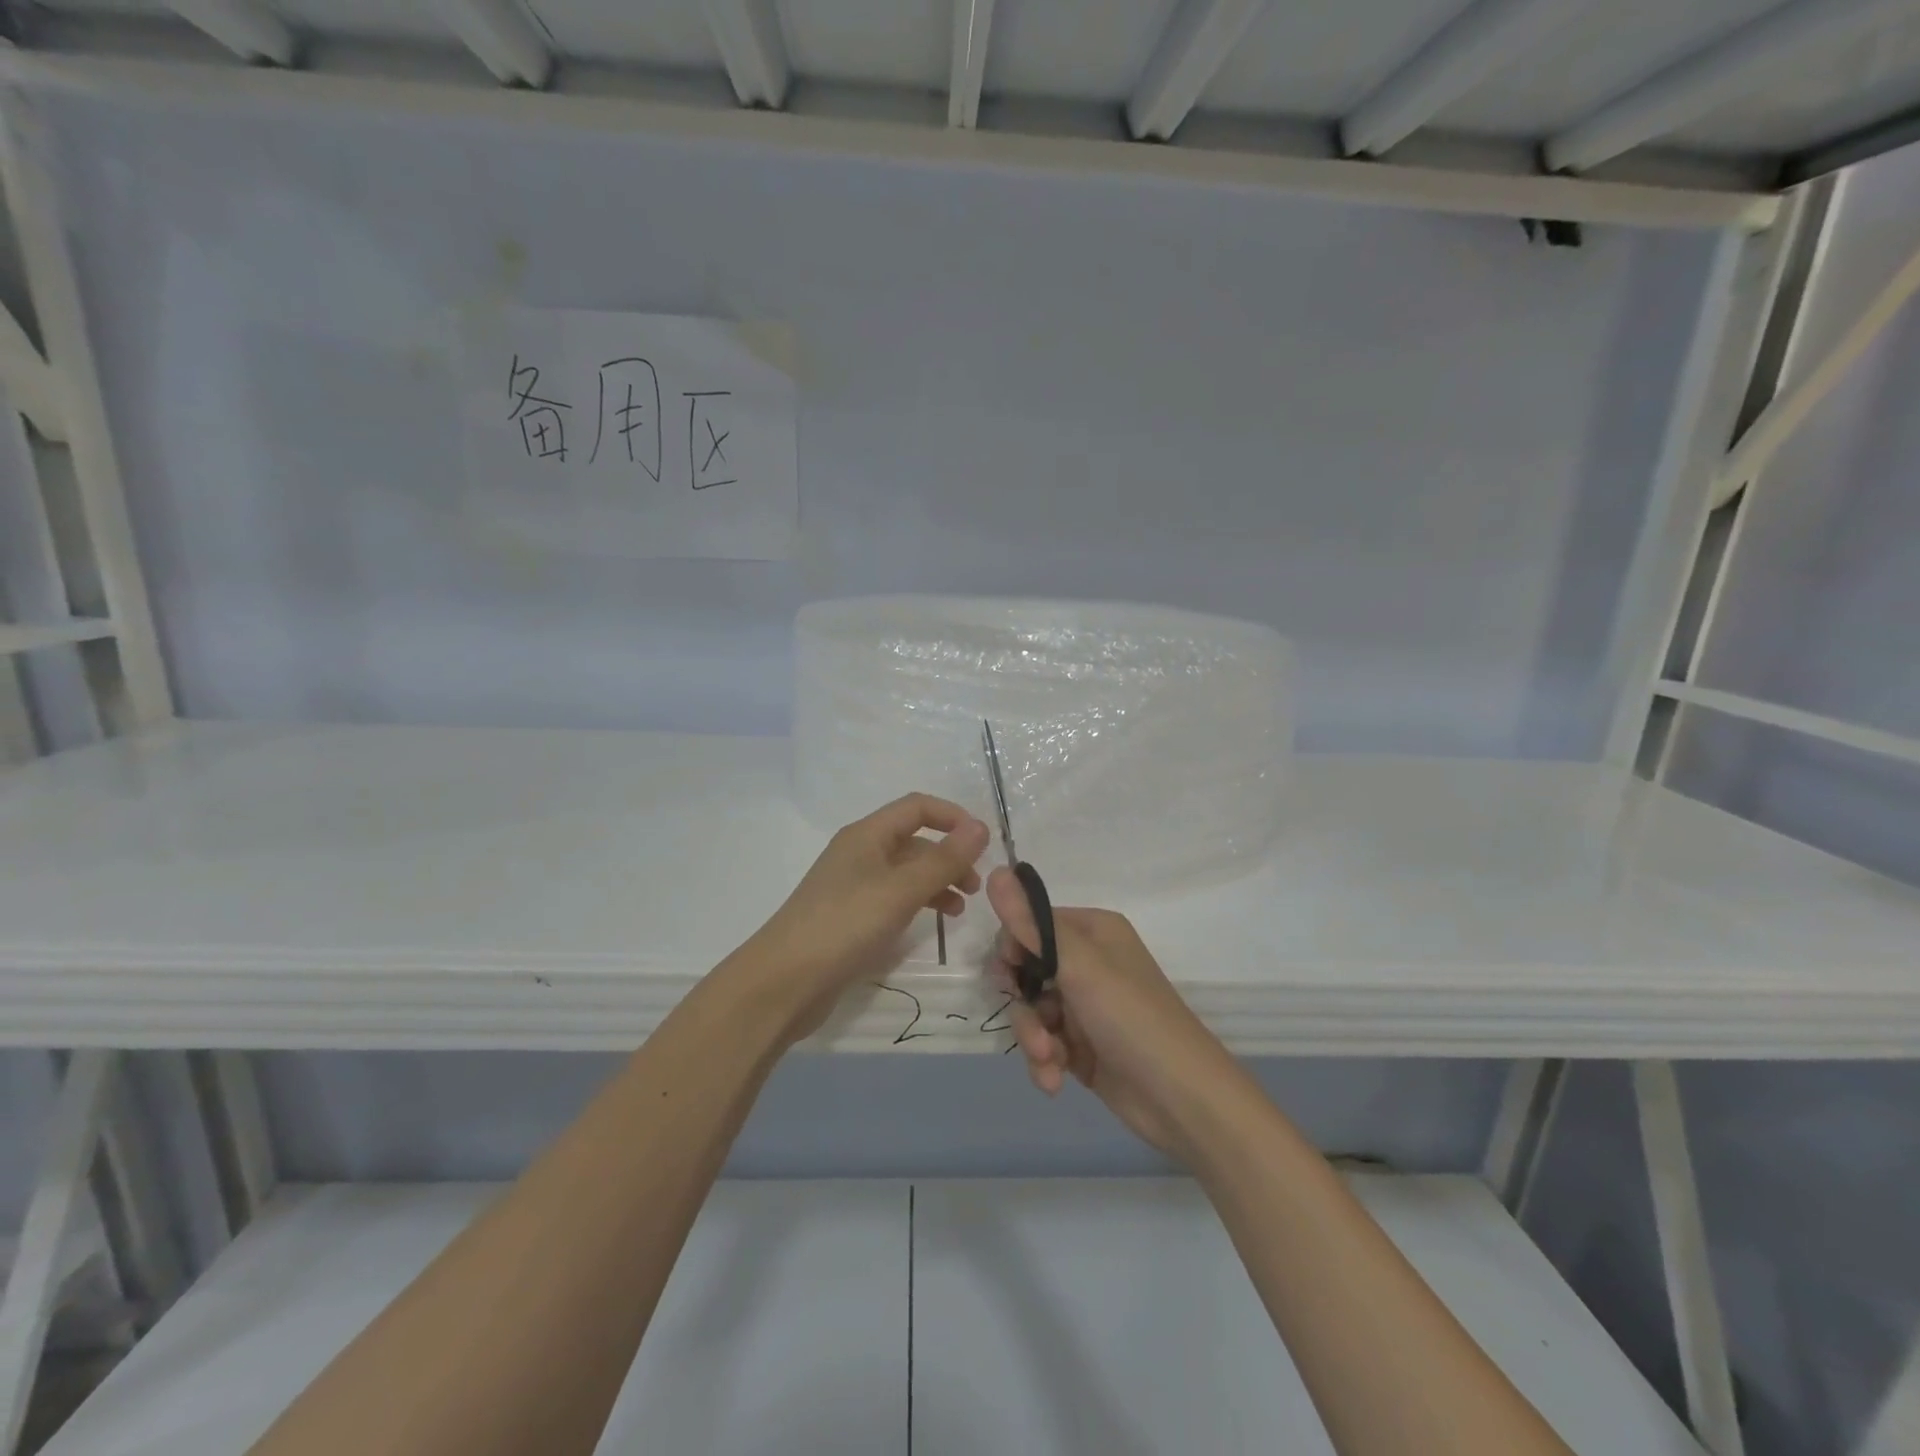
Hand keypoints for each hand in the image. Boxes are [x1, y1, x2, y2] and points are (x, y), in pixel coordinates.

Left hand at [740, 793, 989, 1036]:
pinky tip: (931, 924)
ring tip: (960, 909)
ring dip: (936, 882)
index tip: (983, 843)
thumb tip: (981, 827)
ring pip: (905, 872)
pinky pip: (893, 898)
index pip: (917, 808)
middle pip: (913, 840)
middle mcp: (859, 853)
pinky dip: (917, 904)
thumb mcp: (901, 891)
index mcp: (867, 835)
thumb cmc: (845, 926)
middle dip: (949, 856)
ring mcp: (853, 886)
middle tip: (975, 886)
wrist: (784, 982)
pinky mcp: (850, 917)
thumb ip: (943, 860)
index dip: (953, 817)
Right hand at [988, 868, 1244, 1160]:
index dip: (1013, 949)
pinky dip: (1044, 1061)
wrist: (1182, 1099)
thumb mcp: (1079, 966)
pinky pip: (1044, 1042)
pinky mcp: (1082, 1046)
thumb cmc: (1132, 1018)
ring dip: (1033, 1038)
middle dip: (1022, 1002)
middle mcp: (1088, 963)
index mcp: (1092, 931)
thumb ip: (1032, 924)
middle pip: (1026, 970)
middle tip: (1031, 1022)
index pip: (1031, 924)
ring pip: (1032, 1011)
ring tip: (1050, 1059)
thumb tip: (994, 871)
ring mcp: (1084, 1007)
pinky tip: (1054, 1080)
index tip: (1008, 974)